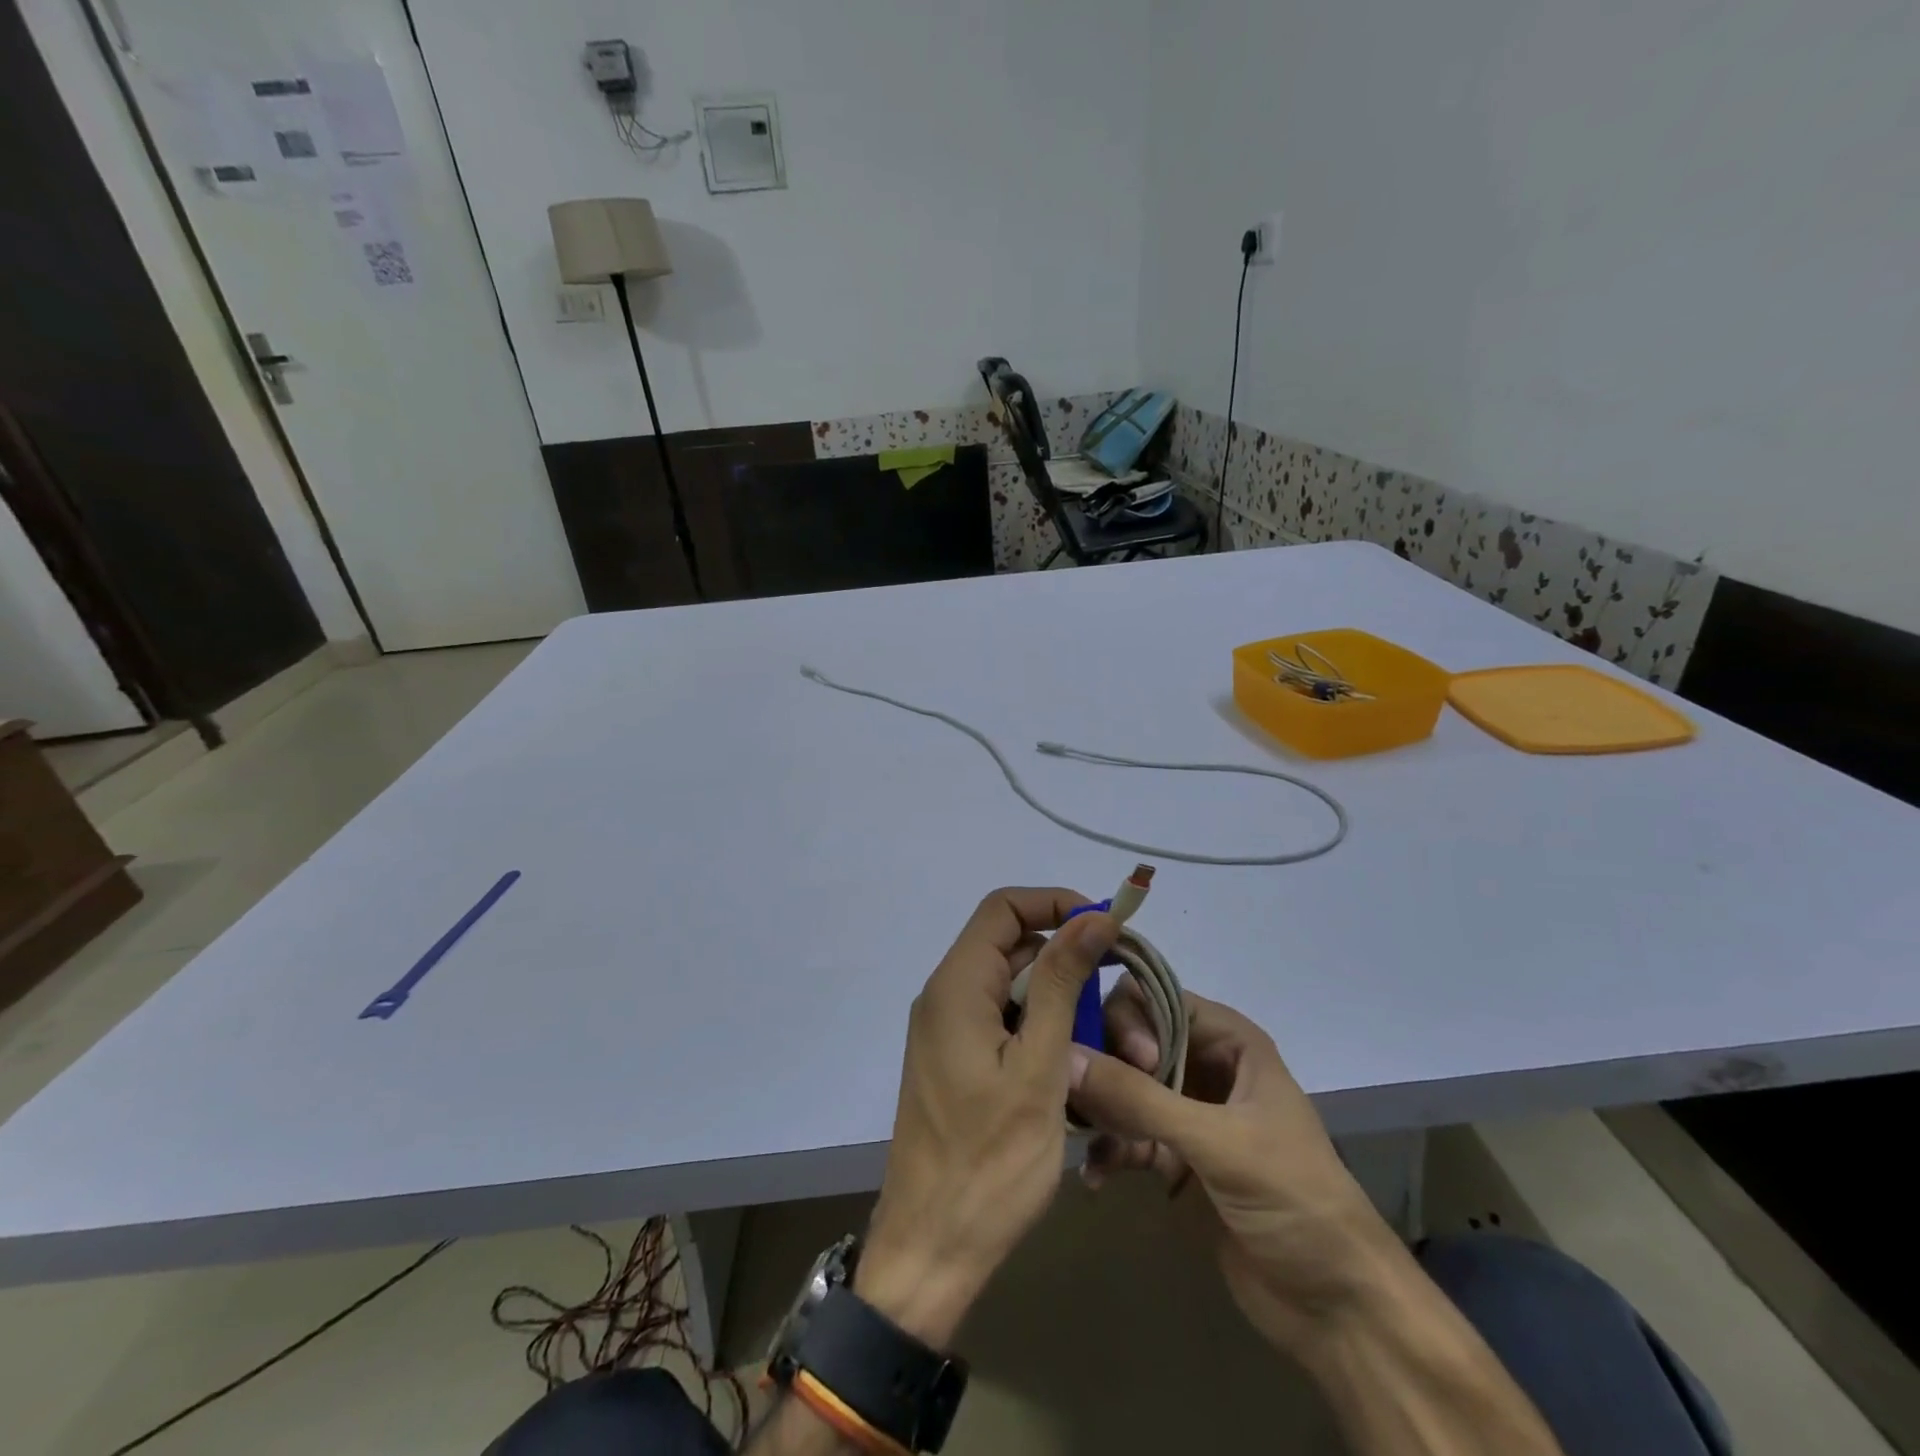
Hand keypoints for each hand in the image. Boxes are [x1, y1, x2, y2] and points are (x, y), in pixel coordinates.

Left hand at [855, 888, 1116, 1347]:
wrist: (932, 1251)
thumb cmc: (990, 1162)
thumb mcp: (1040, 1065)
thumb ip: (1063, 983)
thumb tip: (1092, 917)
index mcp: (955, 986)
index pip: (1004, 908)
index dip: (1055, 904)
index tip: (1106, 928)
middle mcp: (945, 997)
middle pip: (1012, 949)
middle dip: (1068, 965)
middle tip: (1120, 1002)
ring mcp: (948, 1031)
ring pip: (1013, 991)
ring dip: (1062, 1007)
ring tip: (1108, 1048)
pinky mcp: (957, 1062)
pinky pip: (1004, 1025)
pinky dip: (1042, 1035)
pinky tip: (1074, 1072)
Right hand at [1068, 985, 1407, 1356]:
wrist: (1338, 1307)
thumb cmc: (1292, 1200)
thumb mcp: (1218, 1142)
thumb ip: (1139, 1098)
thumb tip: (1065, 1056)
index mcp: (1229, 1040)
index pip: (1156, 996)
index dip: (1131, 1018)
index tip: (1129, 1061)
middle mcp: (1205, 1064)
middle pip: (1131, 1038)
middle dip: (1104, 1064)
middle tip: (1090, 1102)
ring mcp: (1189, 1112)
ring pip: (1124, 1087)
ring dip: (1100, 1110)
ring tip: (1080, 1136)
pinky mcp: (1176, 1158)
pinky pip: (1127, 1136)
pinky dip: (1109, 1150)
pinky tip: (1096, 1177)